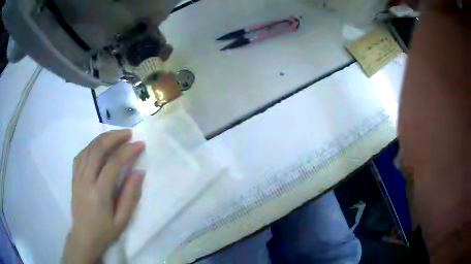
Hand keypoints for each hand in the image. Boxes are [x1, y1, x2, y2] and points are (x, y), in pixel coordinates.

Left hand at [63, 130, 144, 263]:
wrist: (83, 237)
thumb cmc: (104, 232)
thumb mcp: (122, 220)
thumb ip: (130, 196)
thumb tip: (140, 172)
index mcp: (99, 193)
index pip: (113, 164)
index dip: (127, 151)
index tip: (140, 144)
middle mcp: (85, 181)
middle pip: (97, 150)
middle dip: (114, 137)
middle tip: (128, 133)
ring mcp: (77, 177)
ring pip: (88, 149)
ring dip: (102, 138)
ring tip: (115, 135)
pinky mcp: (73, 177)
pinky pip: (80, 155)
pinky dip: (90, 146)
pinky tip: (98, 145)